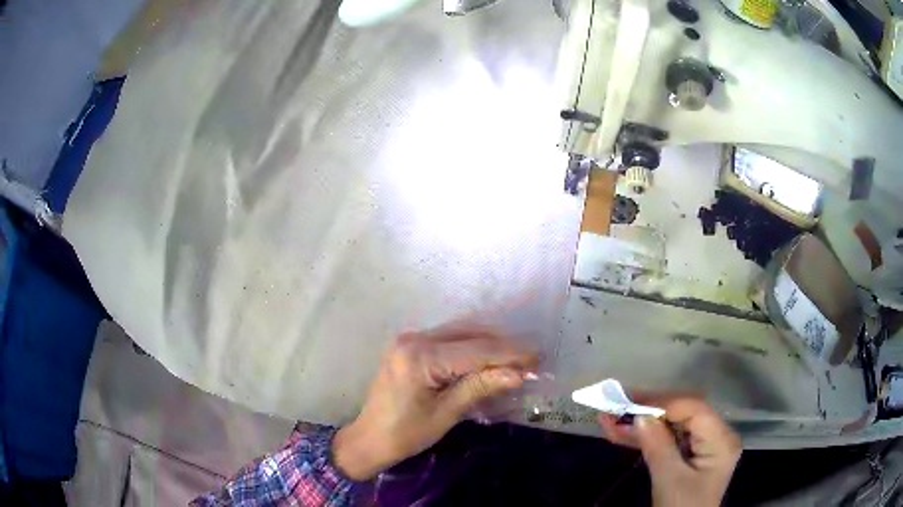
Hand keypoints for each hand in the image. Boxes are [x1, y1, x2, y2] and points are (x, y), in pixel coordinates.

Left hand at [333, 325, 538, 479]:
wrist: (369, 439)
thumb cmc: (406, 434)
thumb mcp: (446, 413)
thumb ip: (481, 387)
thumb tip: (519, 374)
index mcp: (421, 357)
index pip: (476, 350)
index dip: (510, 354)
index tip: (538, 358)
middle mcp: (415, 339)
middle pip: (469, 335)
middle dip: (503, 347)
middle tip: (532, 360)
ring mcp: (410, 340)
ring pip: (461, 333)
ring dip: (490, 345)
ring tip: (517, 359)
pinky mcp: (410, 346)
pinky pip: (449, 340)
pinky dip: (472, 347)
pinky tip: (489, 358)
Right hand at [598, 398, 741, 506]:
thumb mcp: (669, 480)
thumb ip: (658, 446)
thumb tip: (640, 415)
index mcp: (721, 440)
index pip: (694, 409)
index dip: (663, 403)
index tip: (630, 402)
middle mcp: (717, 436)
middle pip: (683, 413)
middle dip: (650, 411)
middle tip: (617, 407)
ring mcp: (704, 446)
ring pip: (672, 426)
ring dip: (642, 425)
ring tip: (611, 420)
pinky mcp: (690, 456)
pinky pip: (669, 440)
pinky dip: (646, 438)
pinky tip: (623, 434)